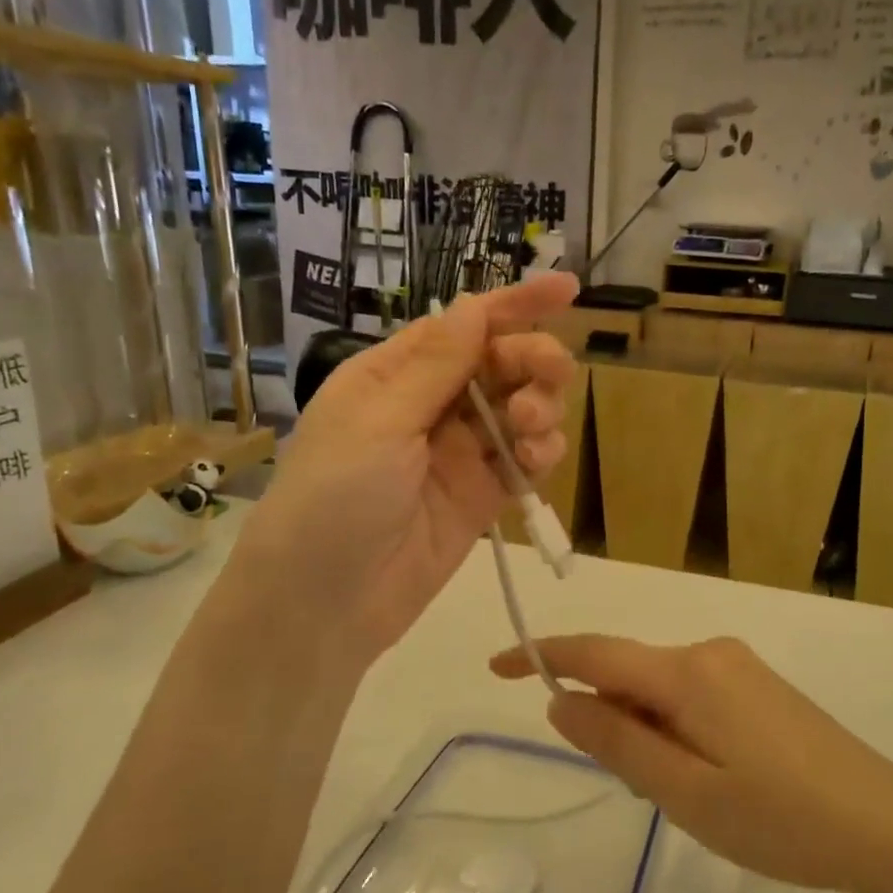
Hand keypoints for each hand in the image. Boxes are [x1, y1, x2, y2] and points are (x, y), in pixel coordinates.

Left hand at [238, 274, 577, 664]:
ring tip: (531, 429)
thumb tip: (474, 305)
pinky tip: (536, 461)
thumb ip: (434, 367)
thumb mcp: (378, 423)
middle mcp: (430, 406)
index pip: (463, 326)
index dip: (515, 304)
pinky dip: (540, 454)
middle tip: (548, 375)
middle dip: (532, 360)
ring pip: (520, 410)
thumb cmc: (333, 499)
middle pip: (500, 364)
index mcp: (394, 375)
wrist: (324, 604)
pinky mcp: (482, 496)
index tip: (567, 289)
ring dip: (539, 408)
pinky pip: (523, 461)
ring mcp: (459, 453)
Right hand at [491, 634, 892, 892]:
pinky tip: (712, 778)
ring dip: (648, 733)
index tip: (496, 665)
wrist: (885, 820)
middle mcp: (708, 652)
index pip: (595, 653)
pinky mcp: (757, 685)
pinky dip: (676, 730)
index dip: (542, 655)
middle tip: (647, 792)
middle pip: (630, 674)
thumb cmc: (780, 818)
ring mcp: (737, 666)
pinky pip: (691, 696)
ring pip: (660, 690)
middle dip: (614, 723)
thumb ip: (618, 742)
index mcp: (686, 672)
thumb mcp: (685, 792)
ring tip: (690, 796)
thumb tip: (561, 701)